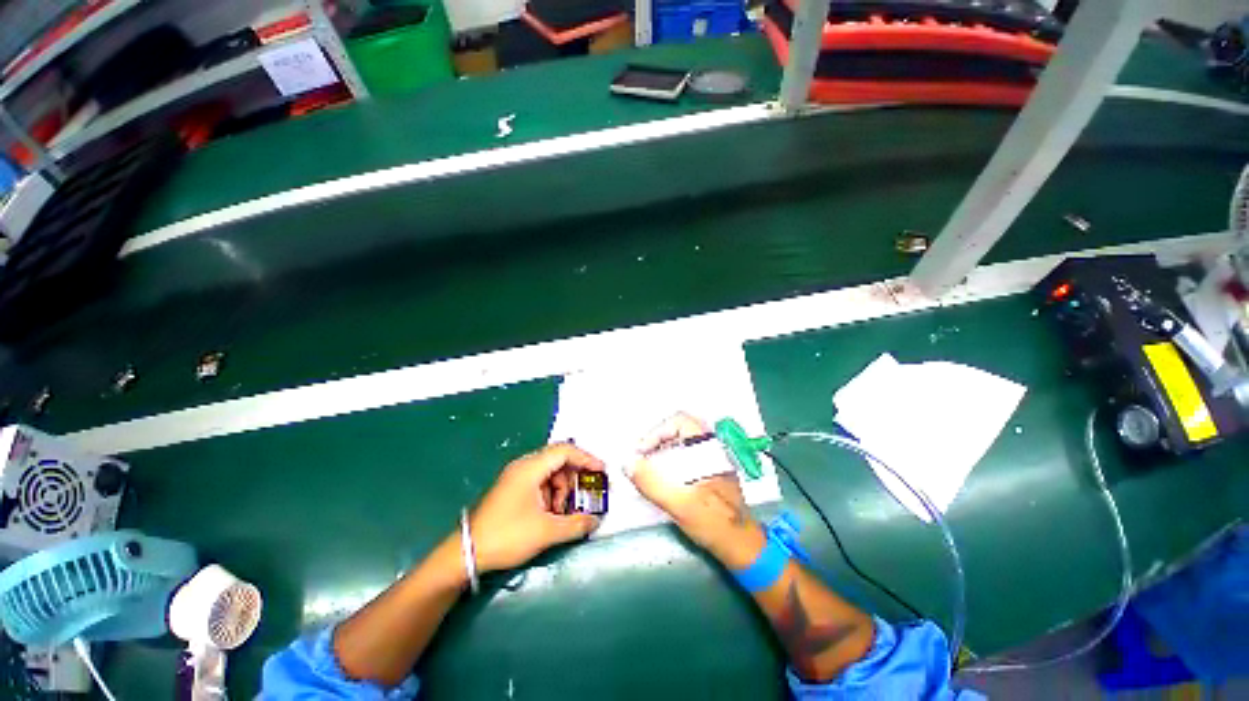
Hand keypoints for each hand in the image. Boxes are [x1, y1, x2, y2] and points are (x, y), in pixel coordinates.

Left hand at [470, 443, 604, 572]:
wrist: (466, 553)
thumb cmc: (507, 536)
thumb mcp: (546, 531)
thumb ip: (576, 524)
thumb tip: (596, 521)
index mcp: (531, 467)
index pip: (565, 451)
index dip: (586, 459)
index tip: (602, 471)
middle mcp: (524, 465)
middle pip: (558, 460)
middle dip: (574, 477)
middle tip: (585, 495)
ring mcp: (516, 476)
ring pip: (549, 472)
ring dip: (562, 488)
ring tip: (563, 512)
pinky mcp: (512, 487)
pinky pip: (539, 481)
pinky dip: (550, 493)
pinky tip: (550, 513)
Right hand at [629, 413, 765, 568]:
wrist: (742, 546)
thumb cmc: (714, 523)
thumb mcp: (679, 504)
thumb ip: (652, 483)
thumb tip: (628, 463)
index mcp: (709, 449)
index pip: (679, 421)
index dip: (657, 432)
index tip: (642, 451)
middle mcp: (712, 448)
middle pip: (680, 429)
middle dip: (657, 439)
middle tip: (642, 455)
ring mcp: (713, 460)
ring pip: (683, 441)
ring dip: (663, 448)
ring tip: (648, 465)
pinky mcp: (711, 472)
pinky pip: (687, 454)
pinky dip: (671, 458)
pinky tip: (663, 475)